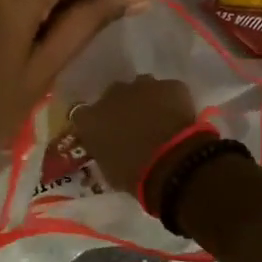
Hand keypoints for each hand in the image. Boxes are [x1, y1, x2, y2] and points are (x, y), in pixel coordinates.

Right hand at [70, 75, 212, 207]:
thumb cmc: (134, 175)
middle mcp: (112, 95)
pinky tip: (180, 120)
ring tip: (159, 121)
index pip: (81, 115)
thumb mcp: (109, 171)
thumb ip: (104, 153)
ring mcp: (142, 86)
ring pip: (141, 87)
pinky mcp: (171, 86)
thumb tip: (109, 150)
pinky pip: (169, 91)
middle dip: (121, 108)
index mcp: (90, 119)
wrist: (172, 164)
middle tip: (133, 127)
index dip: (93, 123)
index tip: (102, 134)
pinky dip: (172, 102)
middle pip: (112, 95)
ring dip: (146, 101)